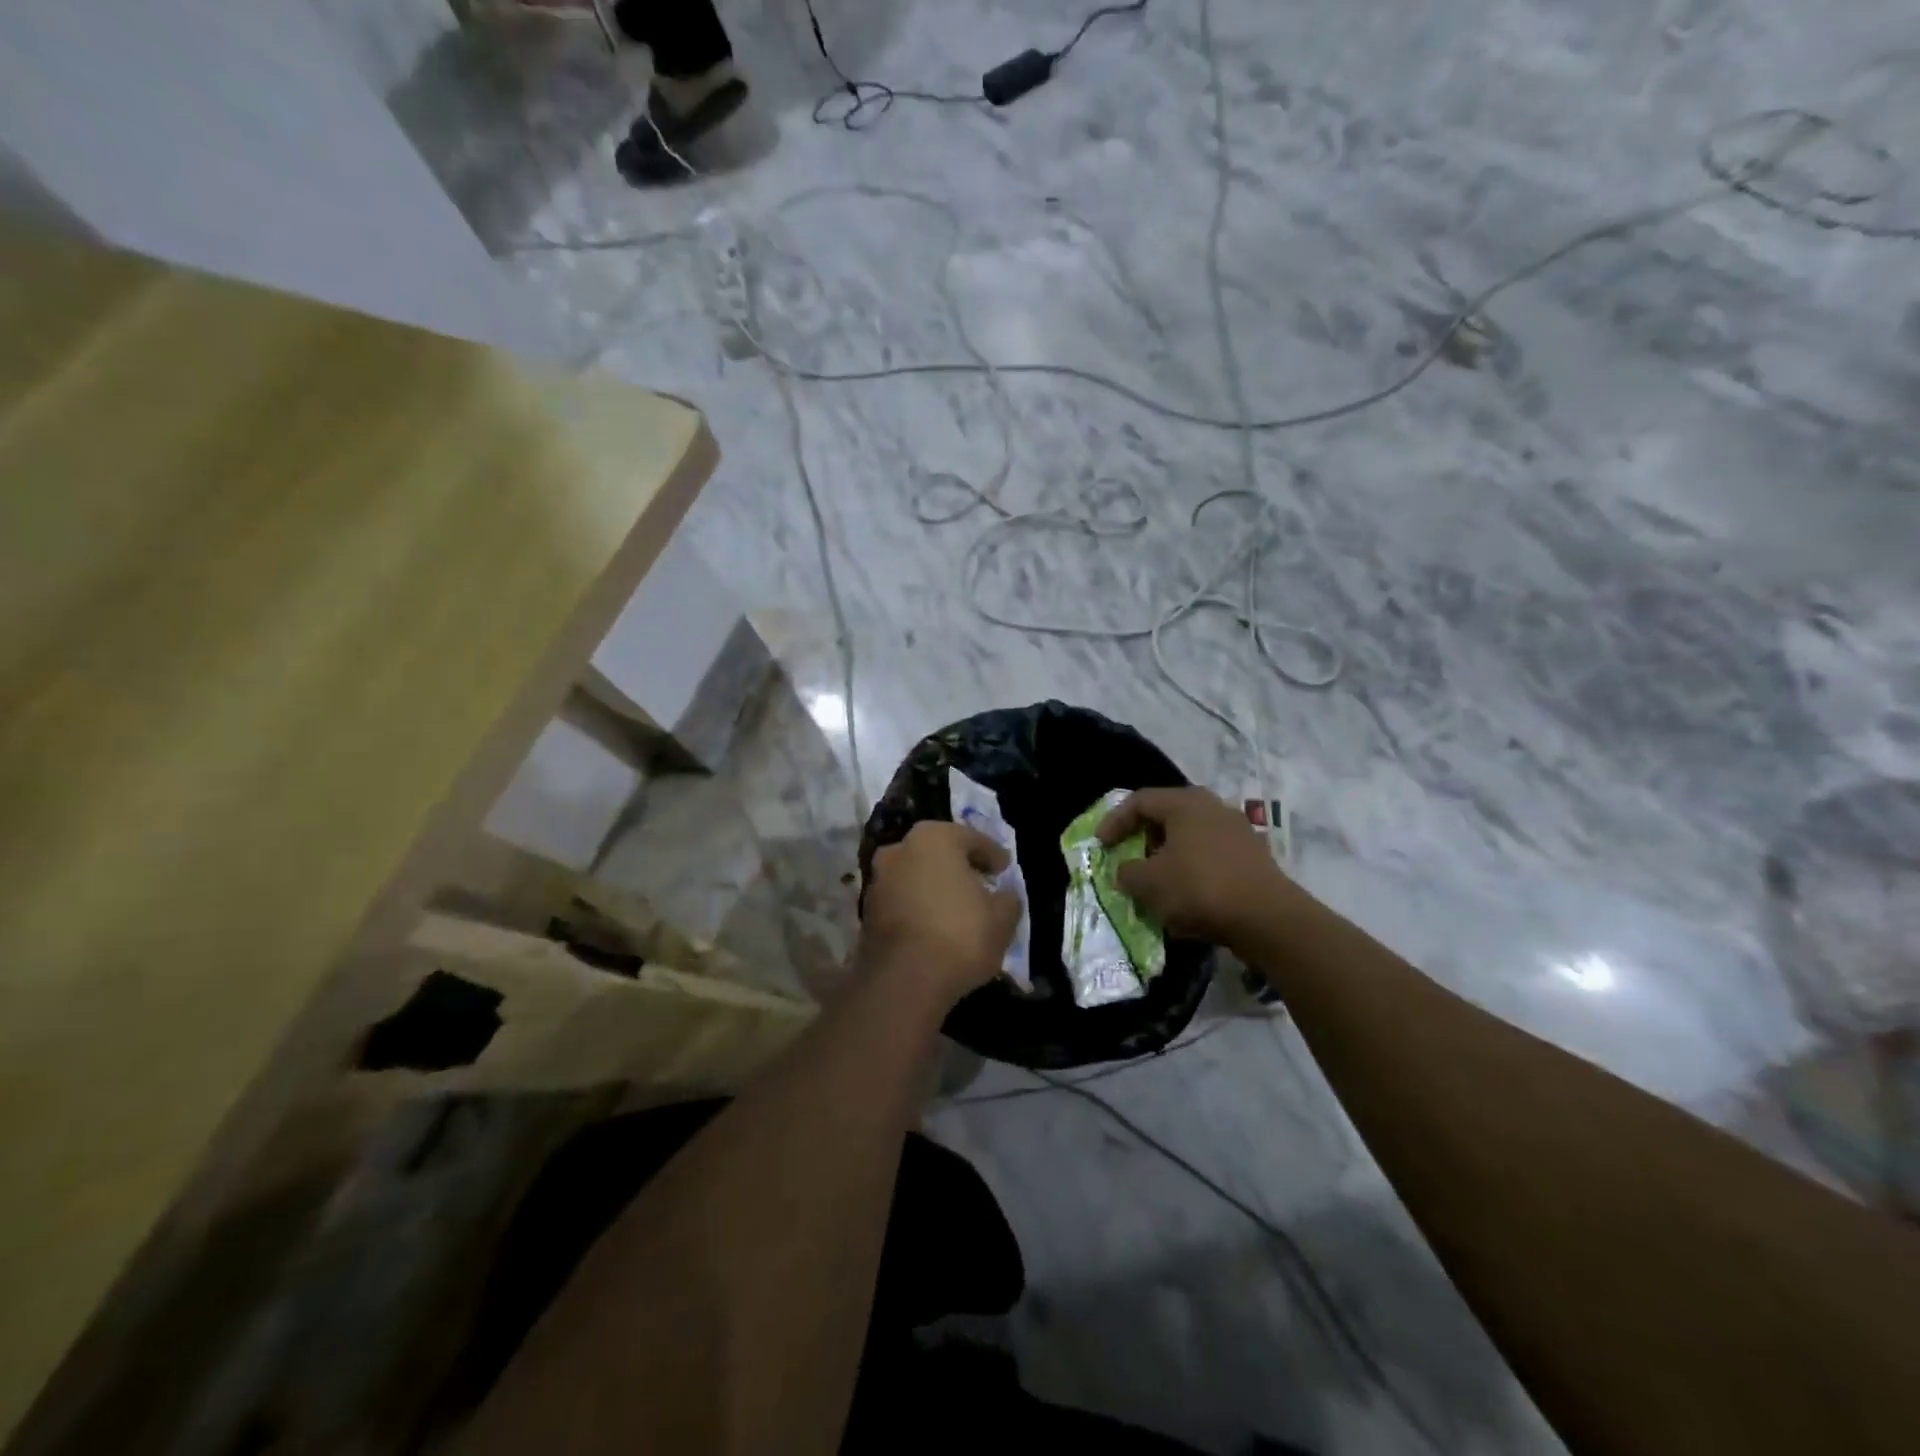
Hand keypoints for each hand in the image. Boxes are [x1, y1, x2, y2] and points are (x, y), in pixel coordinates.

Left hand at [861, 821, 1021, 1007]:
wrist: (904, 981)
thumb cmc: (960, 935)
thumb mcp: (1002, 918)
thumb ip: (1008, 899)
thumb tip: (1004, 895)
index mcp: (935, 838)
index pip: (972, 839)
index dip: (992, 855)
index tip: (1004, 870)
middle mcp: (900, 849)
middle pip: (939, 853)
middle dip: (959, 867)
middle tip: (980, 885)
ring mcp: (878, 879)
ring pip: (916, 876)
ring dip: (935, 887)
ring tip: (957, 909)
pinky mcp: (866, 911)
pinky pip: (902, 900)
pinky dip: (918, 907)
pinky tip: (934, 926)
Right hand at [1097, 786, 1298, 947]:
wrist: (1267, 918)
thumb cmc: (1199, 889)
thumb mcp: (1148, 883)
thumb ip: (1127, 872)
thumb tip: (1126, 871)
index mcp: (1185, 803)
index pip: (1139, 801)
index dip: (1115, 821)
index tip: (1101, 845)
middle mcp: (1213, 807)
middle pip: (1167, 815)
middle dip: (1143, 836)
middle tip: (1127, 856)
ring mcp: (1237, 830)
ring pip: (1190, 835)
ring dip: (1168, 854)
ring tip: (1155, 879)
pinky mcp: (1253, 855)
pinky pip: (1211, 854)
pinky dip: (1191, 867)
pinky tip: (1186, 893)